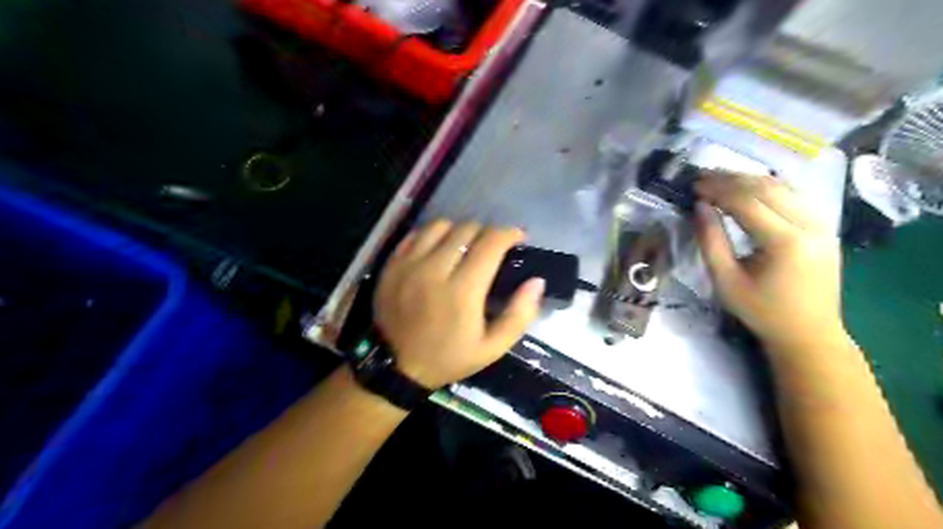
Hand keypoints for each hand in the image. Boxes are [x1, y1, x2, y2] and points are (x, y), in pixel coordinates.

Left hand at [370, 219, 541, 388]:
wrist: (396, 367)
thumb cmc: (448, 358)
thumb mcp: (492, 348)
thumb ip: (519, 315)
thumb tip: (537, 281)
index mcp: (462, 291)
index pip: (490, 243)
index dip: (509, 233)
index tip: (518, 238)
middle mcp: (434, 269)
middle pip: (467, 229)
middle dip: (487, 233)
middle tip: (493, 248)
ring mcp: (409, 264)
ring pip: (441, 226)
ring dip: (459, 231)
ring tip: (465, 246)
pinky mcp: (392, 264)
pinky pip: (416, 234)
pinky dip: (433, 235)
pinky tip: (439, 249)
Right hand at [690, 170, 846, 354]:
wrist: (808, 333)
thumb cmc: (761, 311)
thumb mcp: (725, 281)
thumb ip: (711, 241)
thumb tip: (699, 207)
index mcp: (785, 242)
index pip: (747, 202)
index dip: (718, 189)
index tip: (694, 185)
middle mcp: (810, 225)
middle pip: (767, 188)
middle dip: (732, 179)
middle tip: (703, 177)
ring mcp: (822, 225)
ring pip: (783, 187)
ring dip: (749, 179)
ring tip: (720, 179)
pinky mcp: (824, 227)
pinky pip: (794, 197)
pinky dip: (768, 188)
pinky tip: (748, 189)